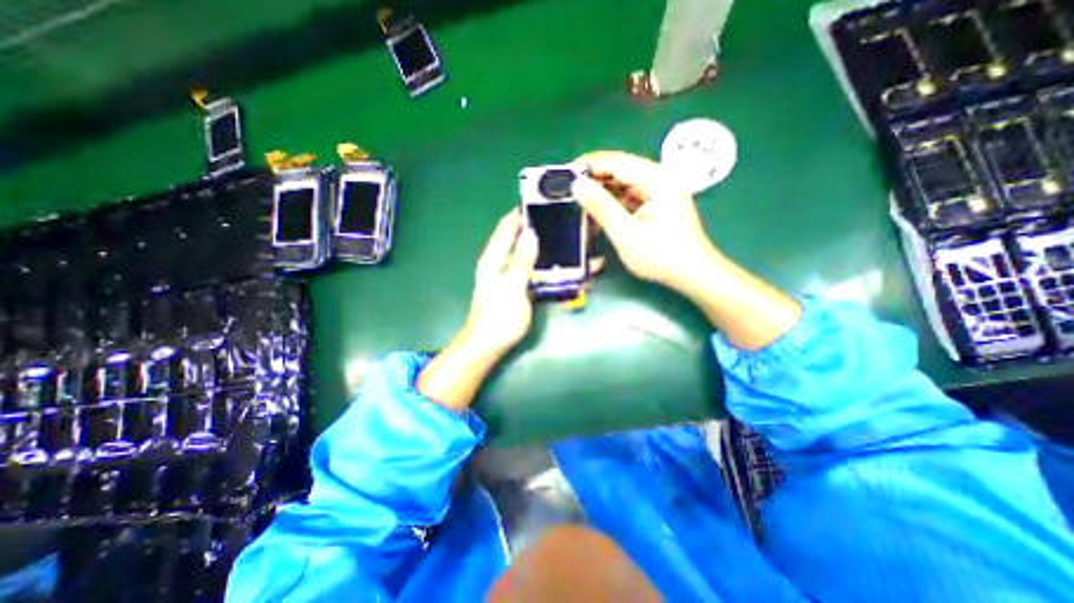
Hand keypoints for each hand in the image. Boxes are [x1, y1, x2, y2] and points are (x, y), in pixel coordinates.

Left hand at [418, 208, 540, 409]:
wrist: (486, 345)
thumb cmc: (498, 318)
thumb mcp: (511, 288)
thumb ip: (521, 261)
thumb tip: (531, 234)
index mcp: (493, 258)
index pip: (507, 227)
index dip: (521, 212)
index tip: (541, 200)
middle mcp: (498, 262)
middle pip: (516, 237)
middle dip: (535, 226)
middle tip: (559, 219)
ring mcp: (506, 274)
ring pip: (523, 251)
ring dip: (540, 243)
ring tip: (561, 237)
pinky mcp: (513, 286)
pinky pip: (528, 267)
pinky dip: (540, 261)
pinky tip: (554, 261)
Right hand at [574, 148, 716, 292]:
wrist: (692, 274)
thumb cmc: (661, 256)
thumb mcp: (626, 233)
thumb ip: (601, 207)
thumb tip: (576, 184)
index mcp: (655, 178)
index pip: (614, 162)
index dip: (587, 166)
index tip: (563, 175)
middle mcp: (657, 178)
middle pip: (618, 171)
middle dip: (592, 180)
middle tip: (566, 192)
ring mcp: (657, 192)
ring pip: (621, 185)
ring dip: (600, 194)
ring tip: (577, 204)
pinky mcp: (654, 205)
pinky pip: (627, 198)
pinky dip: (611, 205)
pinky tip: (596, 215)